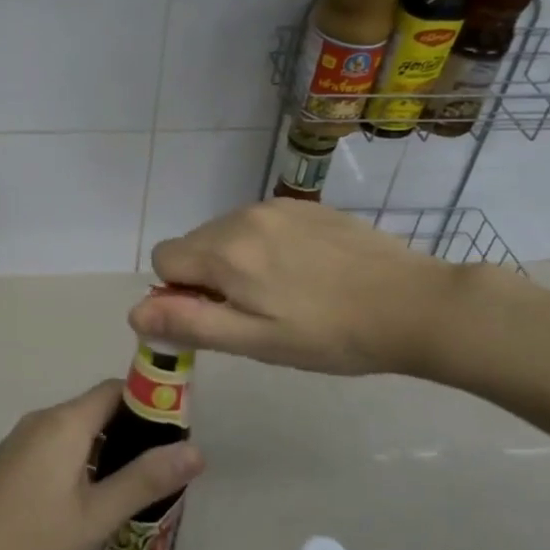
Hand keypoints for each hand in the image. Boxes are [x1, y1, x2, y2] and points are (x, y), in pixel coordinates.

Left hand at [0, 381, 203, 549]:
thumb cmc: (33, 541)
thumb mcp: (97, 515)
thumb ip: (146, 479)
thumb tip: (196, 449)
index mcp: (64, 422)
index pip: (115, 390)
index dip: (148, 402)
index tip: (175, 431)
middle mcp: (41, 420)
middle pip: (96, 408)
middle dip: (131, 430)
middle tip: (161, 468)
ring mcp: (20, 440)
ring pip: (75, 430)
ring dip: (106, 448)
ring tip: (133, 486)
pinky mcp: (9, 462)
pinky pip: (55, 446)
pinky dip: (80, 459)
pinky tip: (90, 498)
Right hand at [129, 200, 470, 376]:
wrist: (415, 305)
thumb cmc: (330, 335)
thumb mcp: (256, 341)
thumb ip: (191, 323)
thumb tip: (134, 312)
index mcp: (226, 251)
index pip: (164, 259)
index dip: (178, 292)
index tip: (218, 317)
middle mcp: (244, 216)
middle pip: (194, 244)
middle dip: (206, 277)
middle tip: (253, 313)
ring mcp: (279, 207)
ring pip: (227, 233)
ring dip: (236, 262)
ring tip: (284, 294)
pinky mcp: (308, 207)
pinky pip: (262, 224)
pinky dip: (266, 248)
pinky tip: (307, 274)